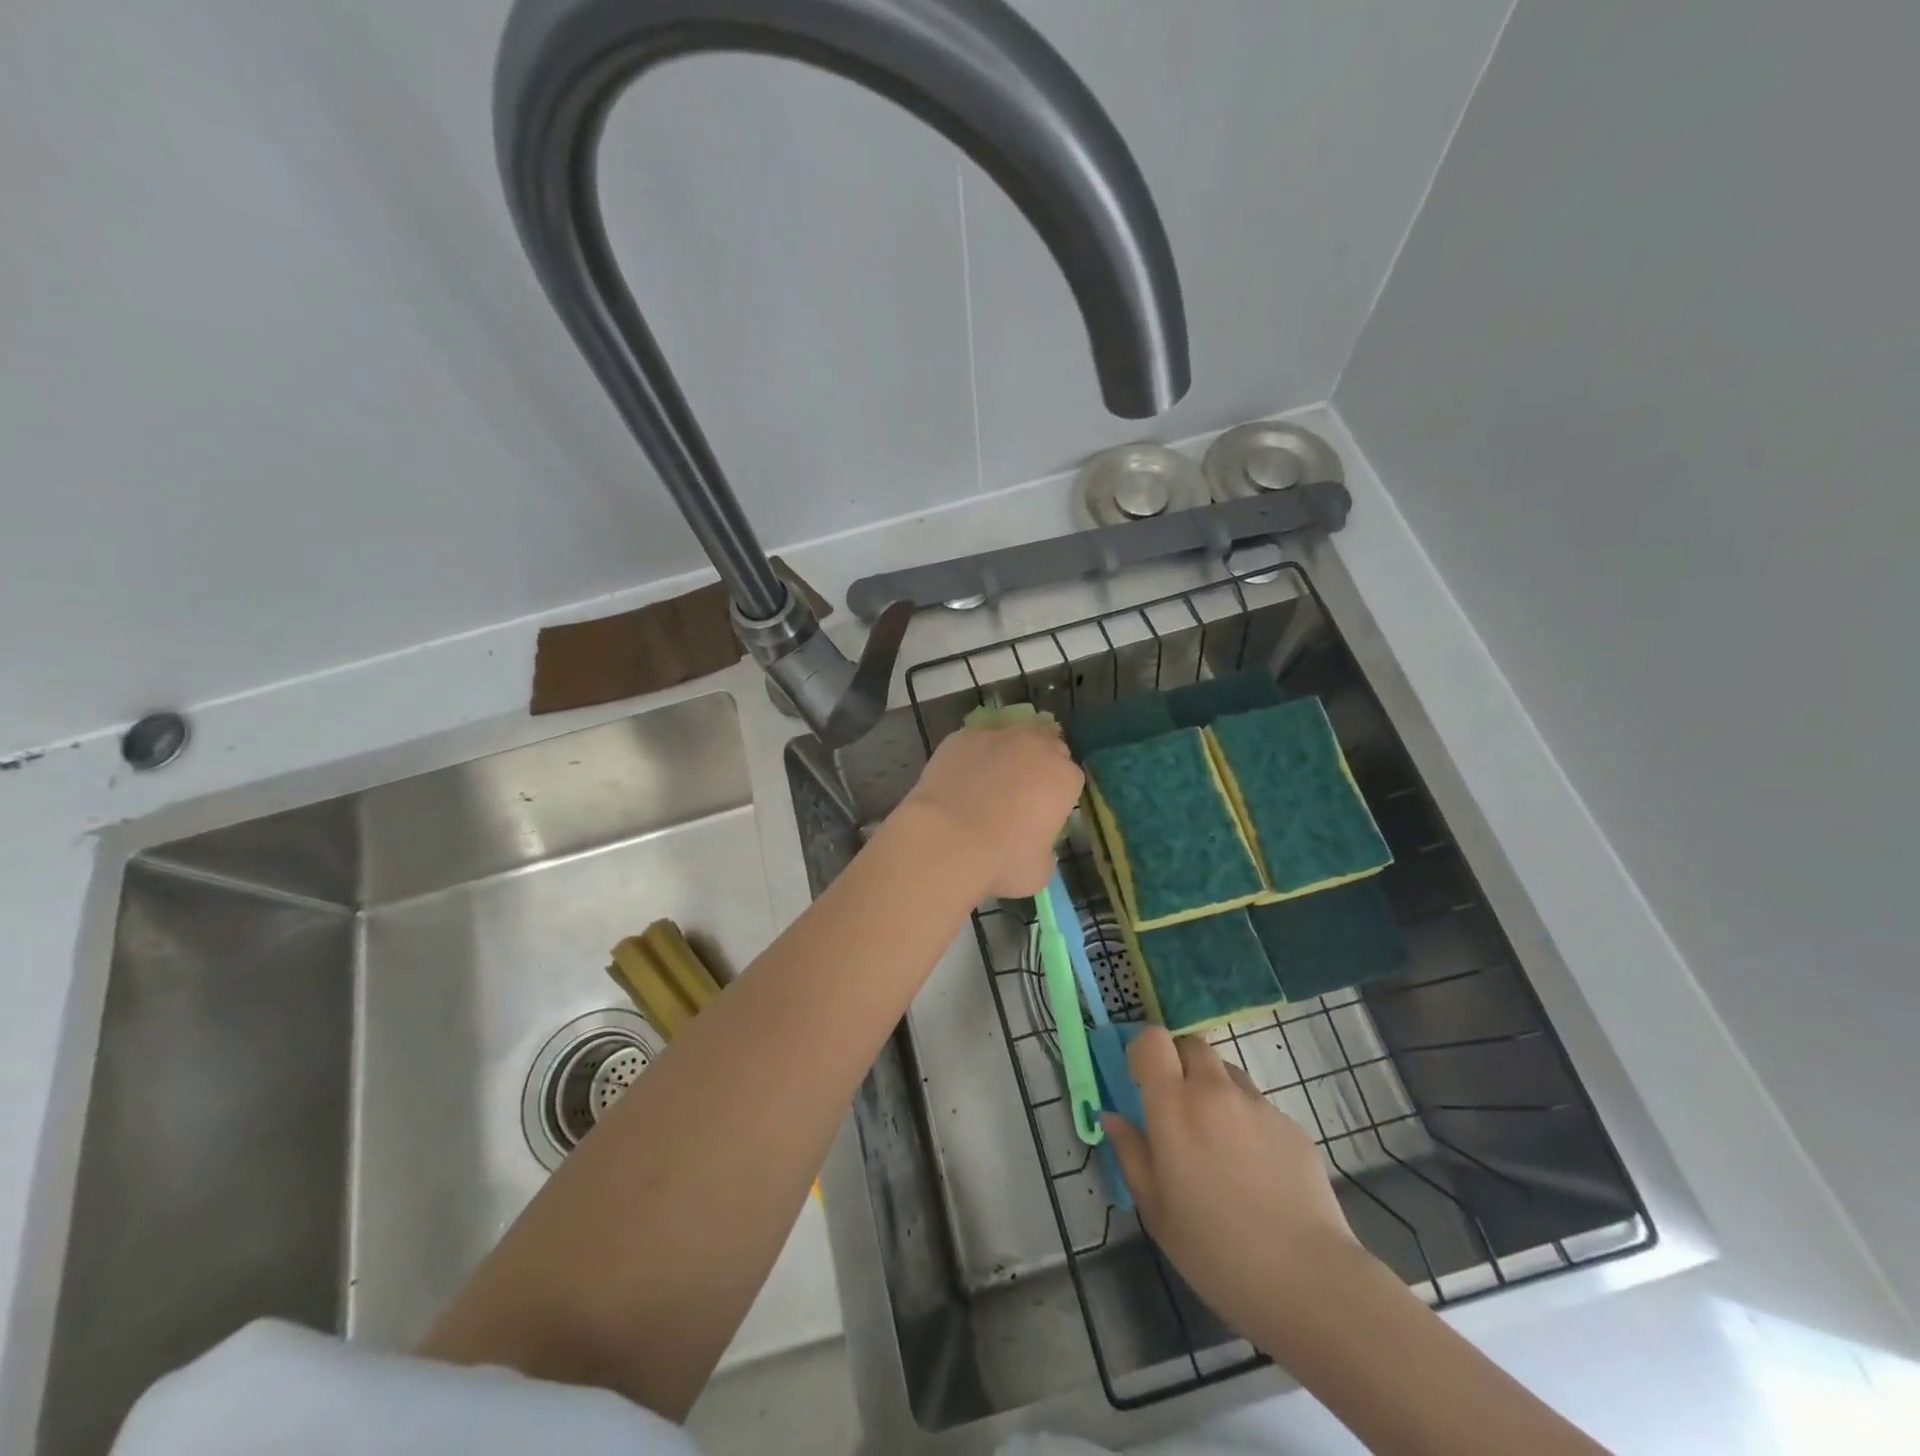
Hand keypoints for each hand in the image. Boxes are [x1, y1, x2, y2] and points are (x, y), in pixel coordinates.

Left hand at [899, 722, 1082, 898]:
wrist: (947, 841)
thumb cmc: (1002, 860)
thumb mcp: (1039, 869)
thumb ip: (1044, 848)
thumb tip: (1032, 846)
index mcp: (1064, 777)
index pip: (1070, 778)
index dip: (1057, 795)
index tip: (1043, 813)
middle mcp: (1035, 746)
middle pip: (1045, 746)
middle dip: (1037, 765)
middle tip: (1019, 794)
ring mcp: (996, 736)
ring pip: (1008, 739)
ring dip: (1004, 755)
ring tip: (985, 784)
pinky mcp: (960, 737)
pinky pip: (972, 744)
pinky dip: (970, 758)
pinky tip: (958, 781)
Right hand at [1103, 1027, 1360, 1345]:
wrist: (1307, 1281)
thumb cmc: (1215, 1250)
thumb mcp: (1155, 1208)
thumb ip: (1129, 1152)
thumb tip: (1111, 1116)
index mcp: (1174, 1105)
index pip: (1153, 1040)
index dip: (1143, 1052)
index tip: (1140, 1082)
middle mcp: (1215, 1091)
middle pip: (1191, 1046)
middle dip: (1179, 1065)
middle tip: (1177, 1109)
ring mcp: (1258, 1105)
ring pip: (1227, 1073)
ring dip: (1214, 1090)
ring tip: (1218, 1143)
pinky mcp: (1292, 1125)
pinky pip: (1258, 1107)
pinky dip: (1247, 1122)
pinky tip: (1255, 1171)